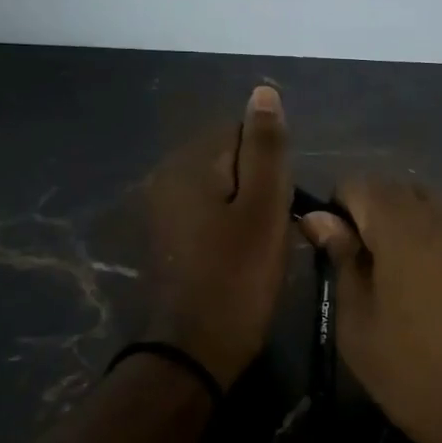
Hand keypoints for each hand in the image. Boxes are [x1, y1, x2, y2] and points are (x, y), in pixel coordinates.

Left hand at [142, 85, 292, 389]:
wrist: (193, 351)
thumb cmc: (237, 278)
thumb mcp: (263, 208)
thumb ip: (265, 148)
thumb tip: (262, 91)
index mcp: (189, 163)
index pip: (242, 131)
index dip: (271, 165)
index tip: (280, 204)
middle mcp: (166, 177)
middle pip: (229, 160)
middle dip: (258, 186)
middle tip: (273, 228)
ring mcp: (161, 209)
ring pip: (221, 189)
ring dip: (246, 209)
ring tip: (261, 246)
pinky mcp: (166, 238)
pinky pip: (207, 215)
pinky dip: (228, 228)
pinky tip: (240, 257)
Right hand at [300, 178, 441, 442]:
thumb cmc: (418, 379)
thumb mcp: (360, 327)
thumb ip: (343, 262)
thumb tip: (321, 220)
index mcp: (407, 228)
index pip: (362, 184)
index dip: (343, 210)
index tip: (343, 250)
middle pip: (407, 192)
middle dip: (385, 217)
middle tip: (381, 271)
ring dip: (426, 231)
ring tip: (425, 283)